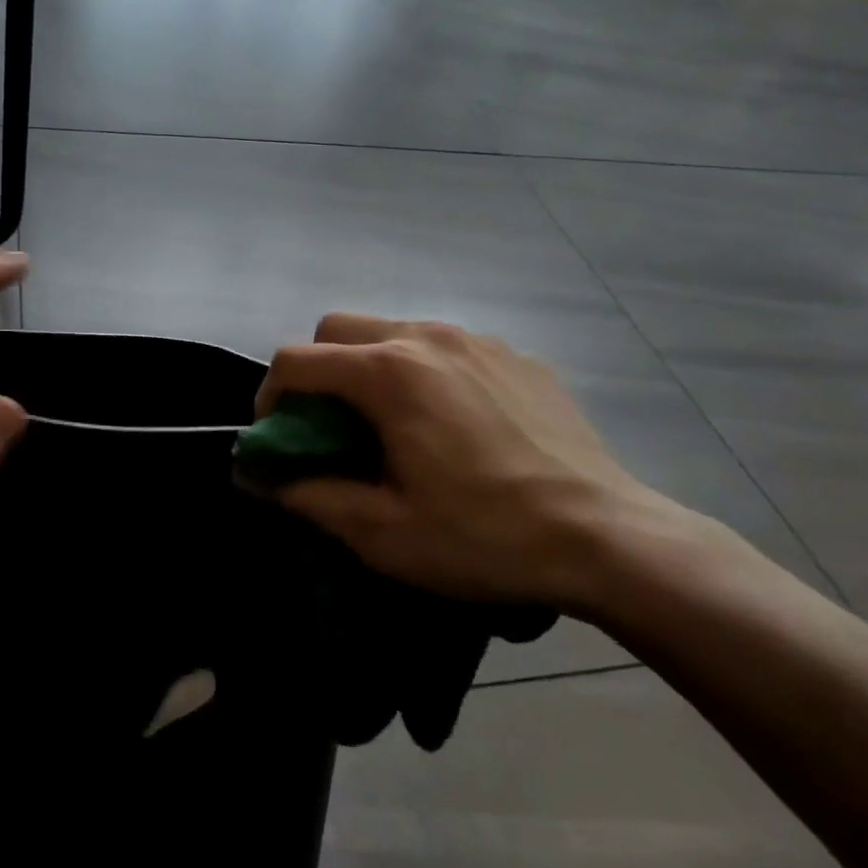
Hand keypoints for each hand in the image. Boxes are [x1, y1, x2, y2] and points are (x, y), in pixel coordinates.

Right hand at [257, 313, 702, 612]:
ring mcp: (477, 340)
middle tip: (329, 426)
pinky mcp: (515, 355)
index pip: (295, 360)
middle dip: (316, 370)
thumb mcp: (382, 532)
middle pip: (338, 328)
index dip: (269, 397)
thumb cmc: (483, 536)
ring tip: (392, 424)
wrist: (607, 538)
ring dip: (369, 367)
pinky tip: (452, 424)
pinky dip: (423, 371)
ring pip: (393, 331)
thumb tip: (259, 478)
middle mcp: (426, 337)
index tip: (277, 438)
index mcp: (387, 373)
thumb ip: (310, 496)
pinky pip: (445, 347)